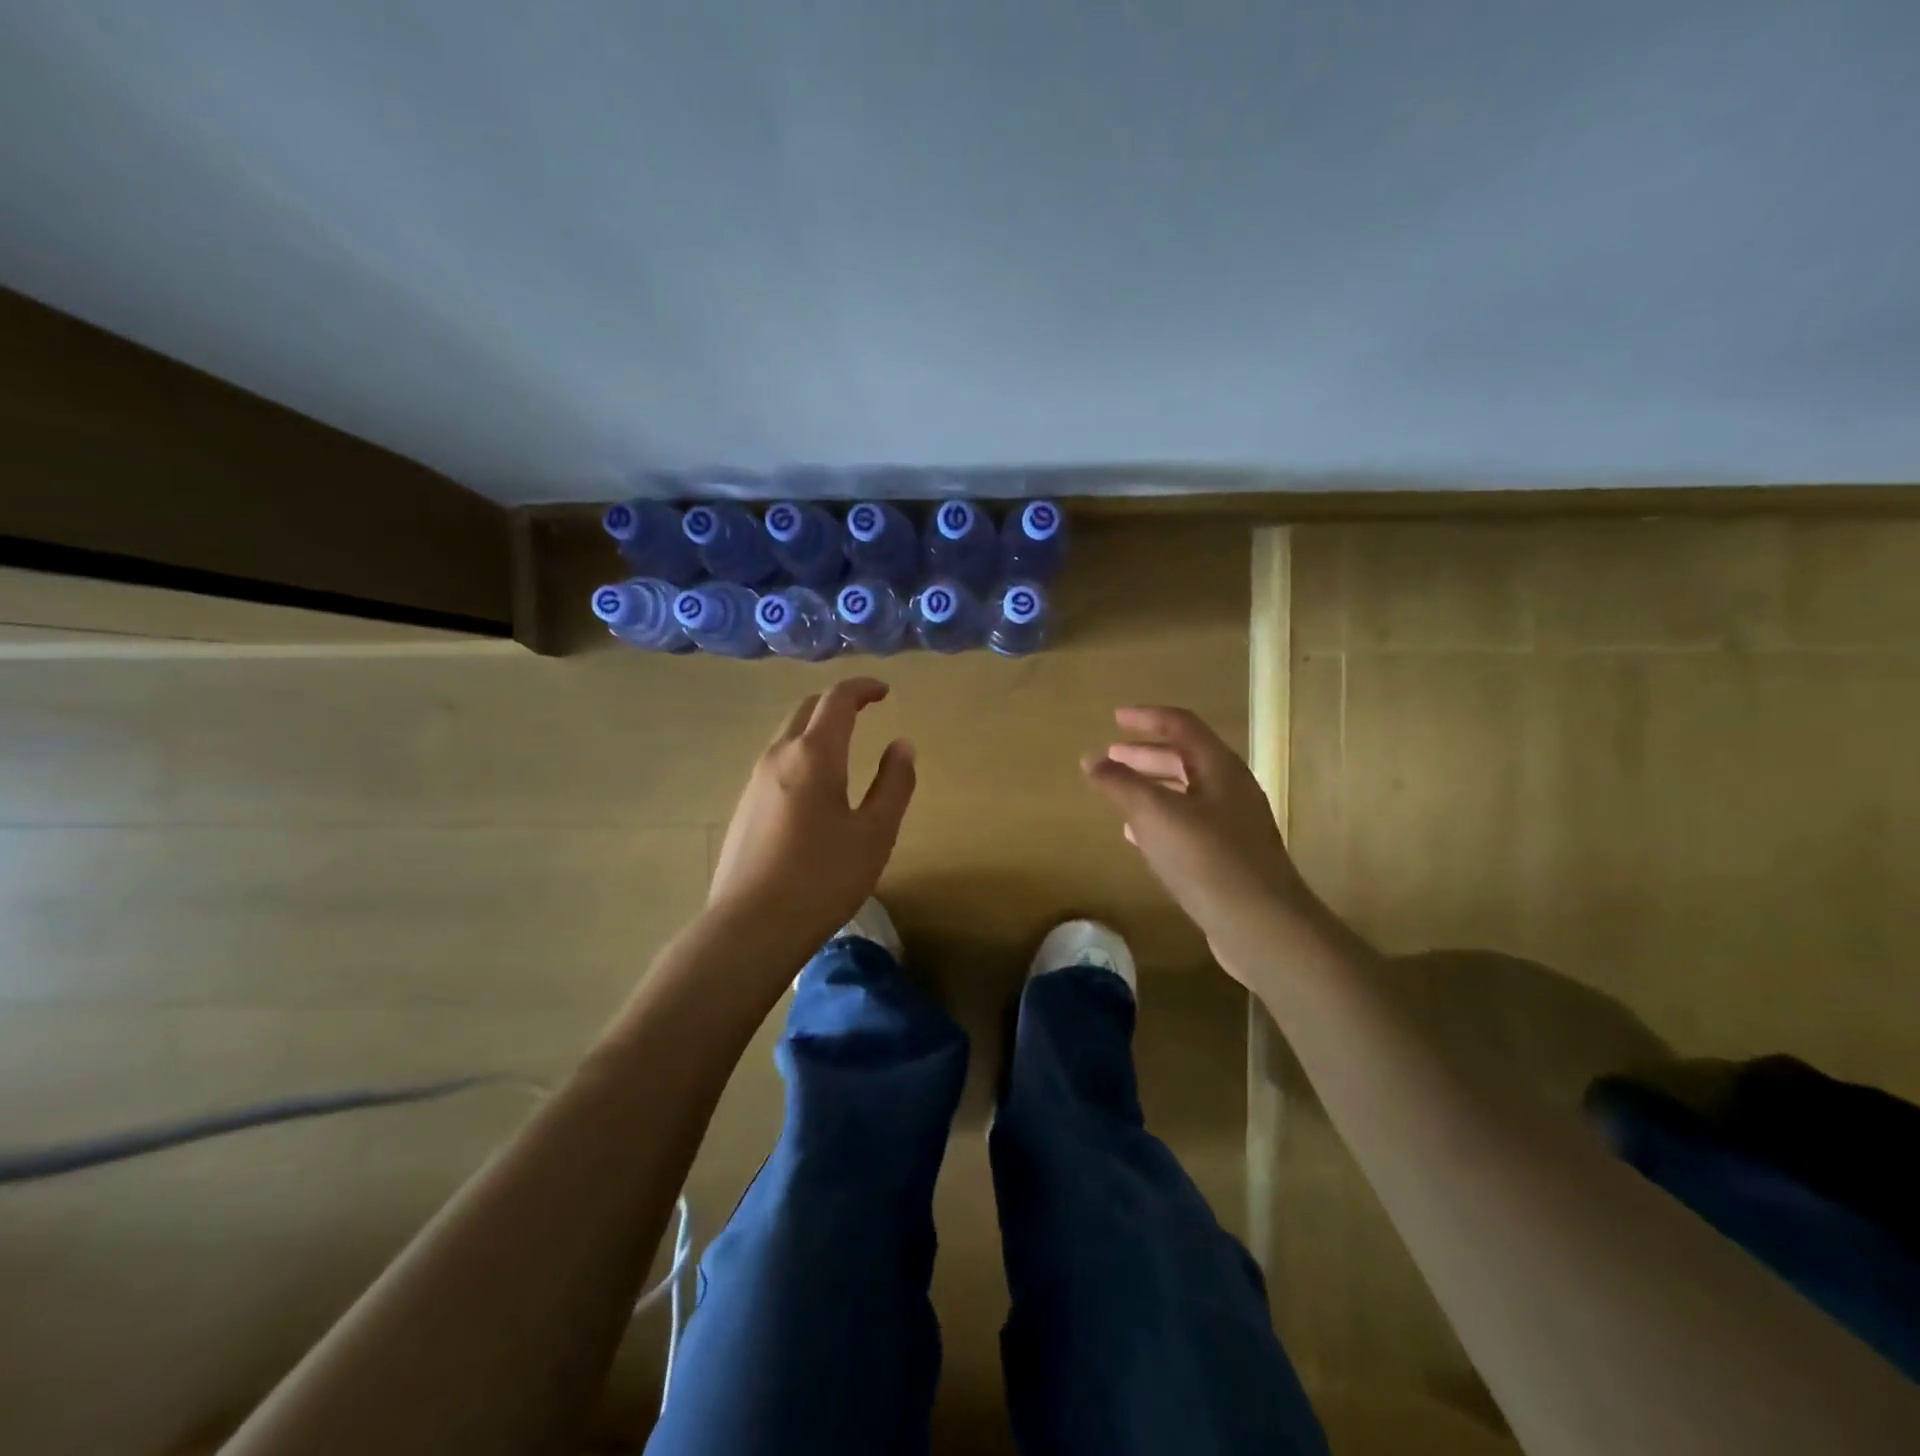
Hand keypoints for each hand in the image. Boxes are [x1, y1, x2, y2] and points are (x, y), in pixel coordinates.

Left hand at [707, 678, 915, 959]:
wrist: (750, 926)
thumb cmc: (823, 878)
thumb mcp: (875, 834)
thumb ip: (894, 784)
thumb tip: (902, 745)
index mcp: (814, 754)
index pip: (837, 699)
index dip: (862, 688)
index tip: (884, 691)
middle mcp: (779, 756)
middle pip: (807, 710)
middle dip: (837, 702)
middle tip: (865, 710)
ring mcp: (754, 781)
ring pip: (787, 736)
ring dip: (816, 729)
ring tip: (843, 746)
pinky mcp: (743, 807)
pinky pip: (775, 763)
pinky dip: (800, 754)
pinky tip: (813, 788)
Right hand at [1083, 705, 1317, 981]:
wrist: (1262, 926)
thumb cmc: (1207, 860)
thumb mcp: (1156, 815)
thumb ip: (1121, 784)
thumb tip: (1090, 759)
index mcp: (1219, 768)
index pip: (1181, 726)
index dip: (1147, 718)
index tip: (1115, 717)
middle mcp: (1230, 790)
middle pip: (1184, 758)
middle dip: (1145, 755)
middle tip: (1111, 756)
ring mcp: (1234, 825)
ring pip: (1186, 793)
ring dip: (1151, 787)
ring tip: (1119, 792)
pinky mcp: (1229, 857)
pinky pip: (1189, 824)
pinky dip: (1160, 819)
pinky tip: (1139, 835)